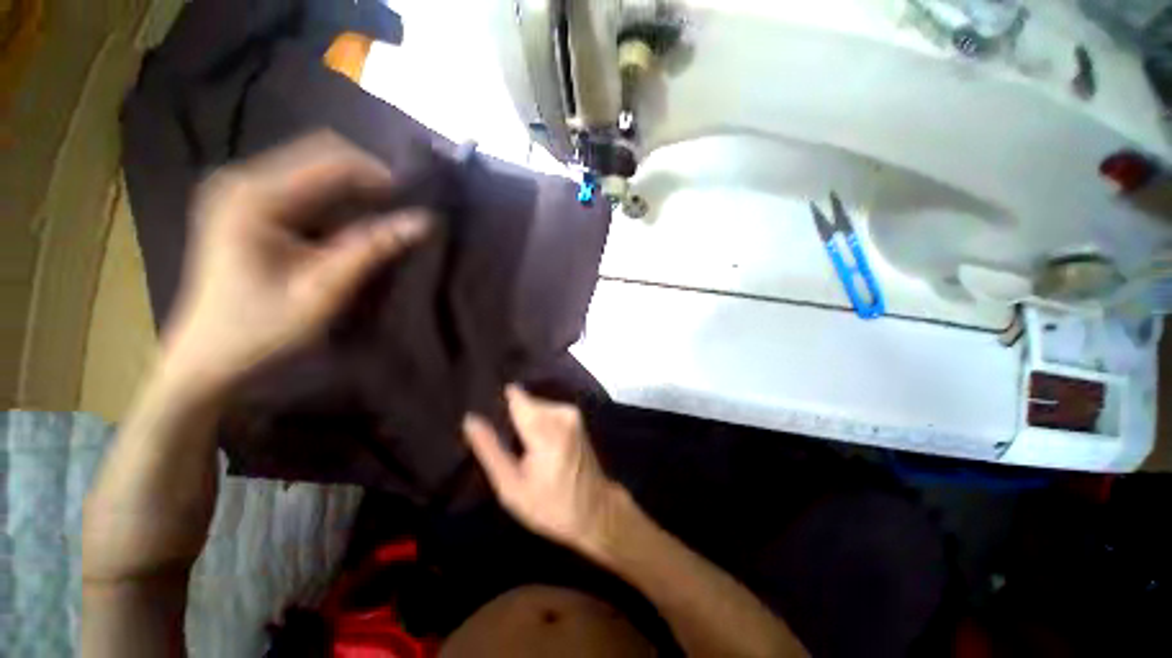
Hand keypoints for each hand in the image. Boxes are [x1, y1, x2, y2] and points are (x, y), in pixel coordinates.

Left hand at [162, 131, 429, 391]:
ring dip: (353, 196)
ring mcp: (241, 191)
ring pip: (314, 172)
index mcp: (255, 197)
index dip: (379, 176)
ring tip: (378, 227)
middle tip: (397, 217)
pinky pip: (303, 190)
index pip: (331, 160)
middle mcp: (243, 181)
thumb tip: (423, 222)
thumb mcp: (324, 290)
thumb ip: (372, 249)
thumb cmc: (263, 329)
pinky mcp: (245, 207)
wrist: (210, 358)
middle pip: (321, 157)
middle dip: (367, 183)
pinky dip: (335, 206)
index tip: (412, 206)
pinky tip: (346, 233)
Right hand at [463, 386, 627, 555]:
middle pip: (525, 402)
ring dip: (524, 420)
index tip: (484, 416)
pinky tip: (534, 442)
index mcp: (545, 429)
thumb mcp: (511, 486)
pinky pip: (547, 409)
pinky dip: (537, 421)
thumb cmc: (550, 505)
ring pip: (535, 405)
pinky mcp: (575, 416)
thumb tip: (470, 419)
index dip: (498, 402)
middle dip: (511, 416)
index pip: (516, 397)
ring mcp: (571, 412)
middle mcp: (560, 413)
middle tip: (505, 443)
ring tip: (519, 446)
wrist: (594, 509)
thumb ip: (490, 450)